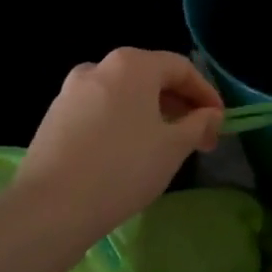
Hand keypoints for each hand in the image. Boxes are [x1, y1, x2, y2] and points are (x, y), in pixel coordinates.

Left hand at [10, 48, 223, 243]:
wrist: (51, 207)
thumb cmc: (124, 167)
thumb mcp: (174, 146)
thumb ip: (200, 123)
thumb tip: (211, 115)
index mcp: (132, 64)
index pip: (182, 68)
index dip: (206, 94)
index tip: (220, 122)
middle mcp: (100, 67)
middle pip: (151, 78)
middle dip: (180, 106)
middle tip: (198, 138)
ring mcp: (71, 91)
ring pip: (125, 95)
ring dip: (152, 115)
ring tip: (166, 147)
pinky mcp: (54, 117)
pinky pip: (101, 111)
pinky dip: (124, 123)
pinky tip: (129, 153)